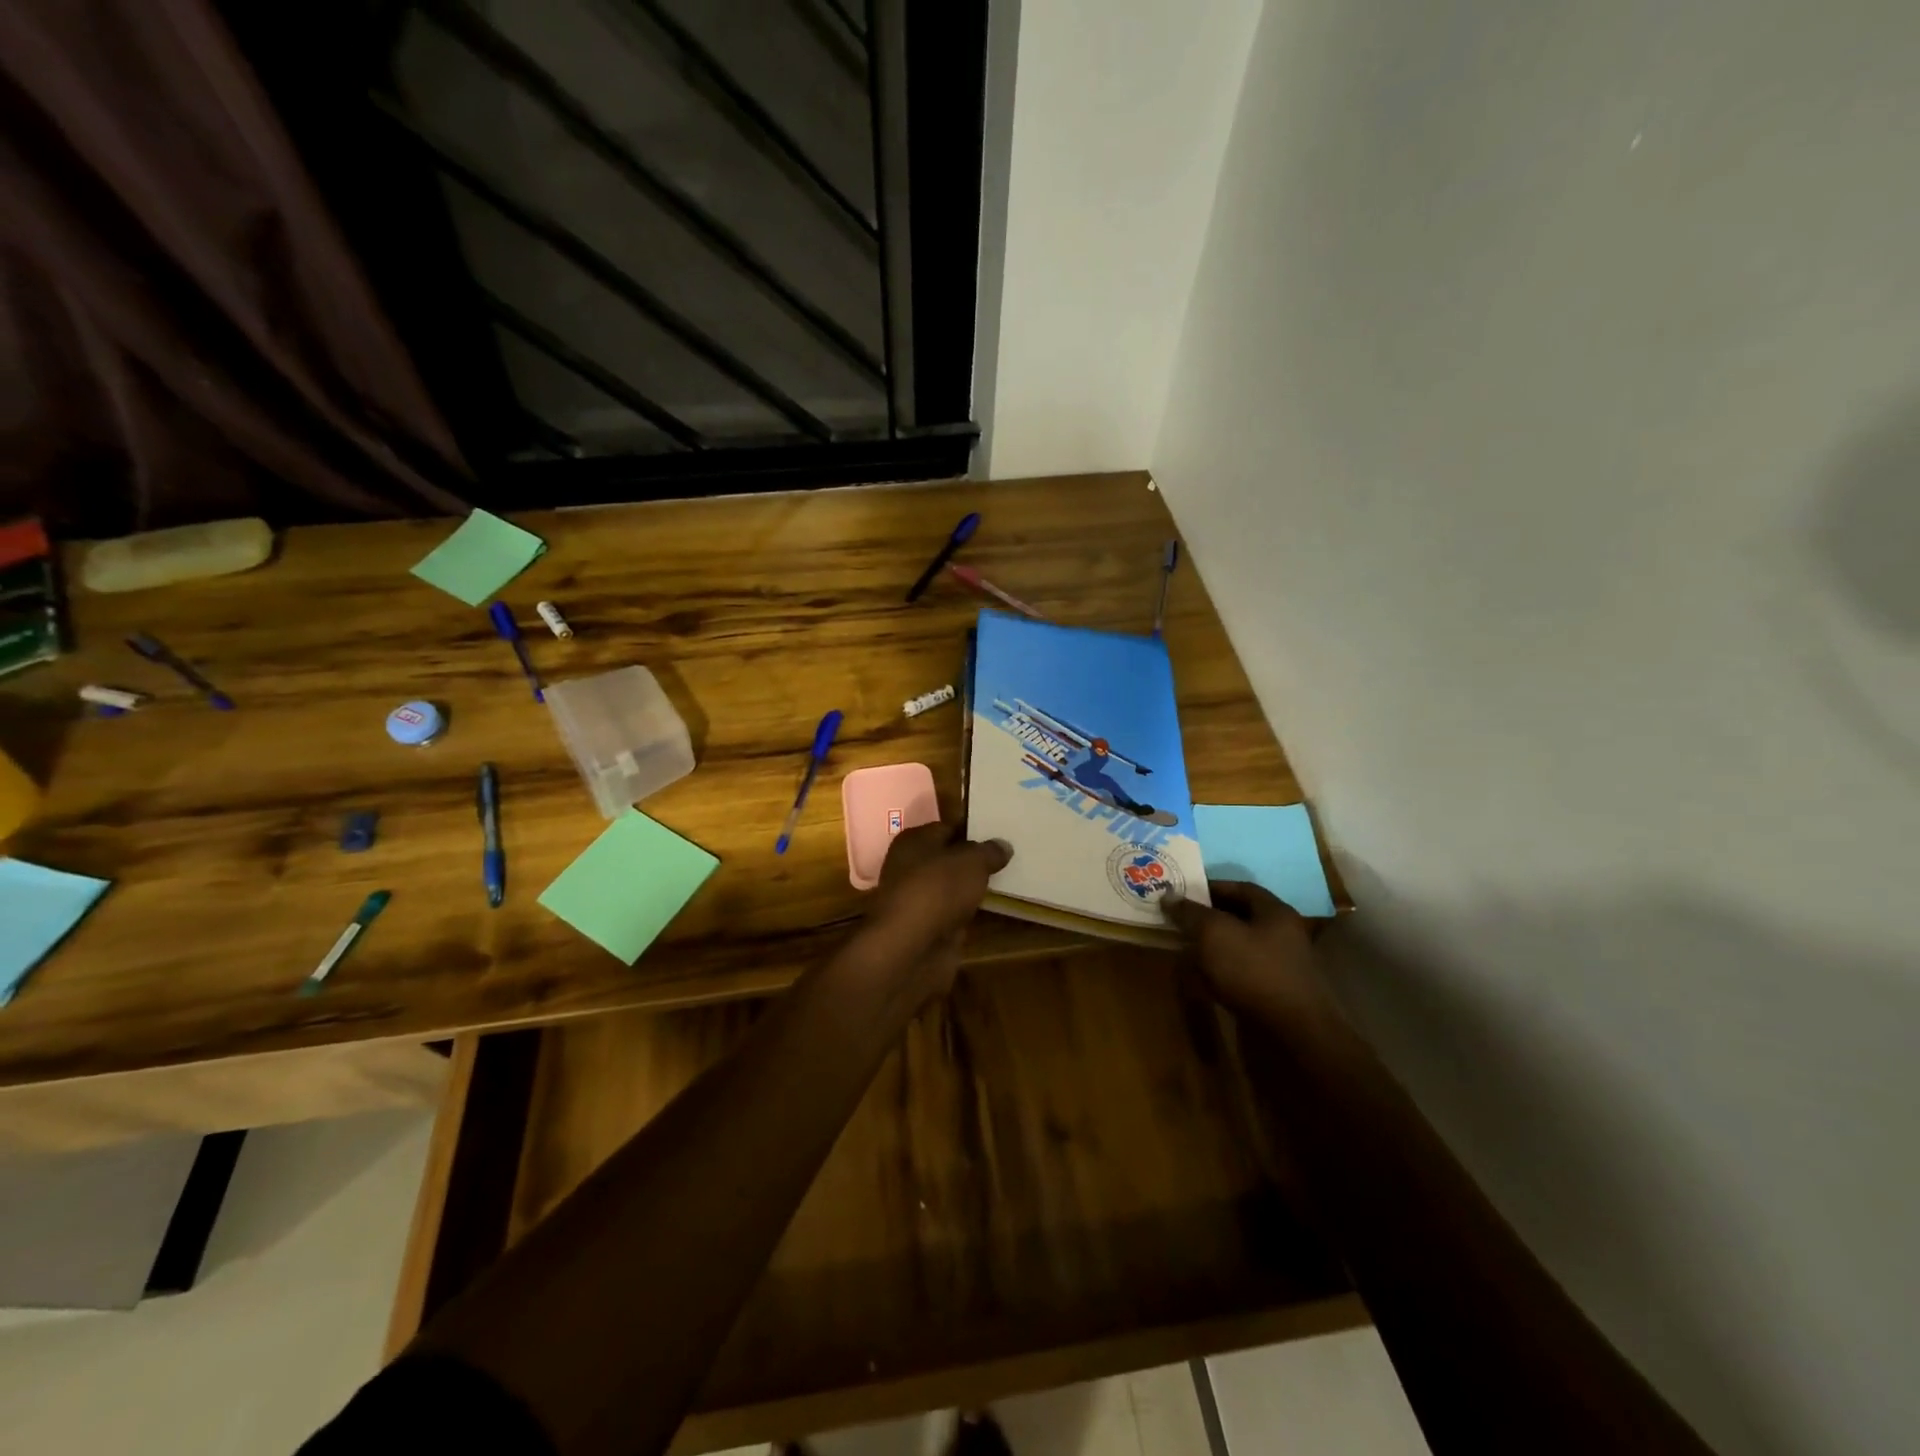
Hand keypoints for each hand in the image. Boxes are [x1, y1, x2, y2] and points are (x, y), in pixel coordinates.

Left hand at [861, 821, 1011, 996]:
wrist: (912, 948)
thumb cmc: (937, 889)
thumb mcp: (971, 861)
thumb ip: (989, 852)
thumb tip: (1003, 846)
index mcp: (913, 841)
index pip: (947, 828)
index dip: (973, 830)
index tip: (1001, 833)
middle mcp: (911, 867)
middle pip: (949, 859)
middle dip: (975, 859)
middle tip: (1010, 855)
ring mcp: (919, 900)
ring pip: (953, 887)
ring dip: (973, 888)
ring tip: (1009, 879)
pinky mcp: (929, 928)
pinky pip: (955, 912)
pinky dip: (971, 912)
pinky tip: (995, 907)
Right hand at [1161, 882, 1336, 1022]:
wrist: (1292, 1033)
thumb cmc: (1253, 970)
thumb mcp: (1213, 933)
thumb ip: (1190, 912)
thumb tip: (1168, 896)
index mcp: (1275, 912)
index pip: (1241, 888)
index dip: (1210, 887)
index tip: (1182, 893)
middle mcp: (1282, 935)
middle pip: (1239, 917)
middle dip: (1207, 918)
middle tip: (1178, 919)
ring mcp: (1280, 966)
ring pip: (1238, 947)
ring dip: (1211, 946)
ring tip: (1183, 947)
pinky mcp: (1273, 993)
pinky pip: (1241, 973)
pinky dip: (1220, 972)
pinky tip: (1200, 979)